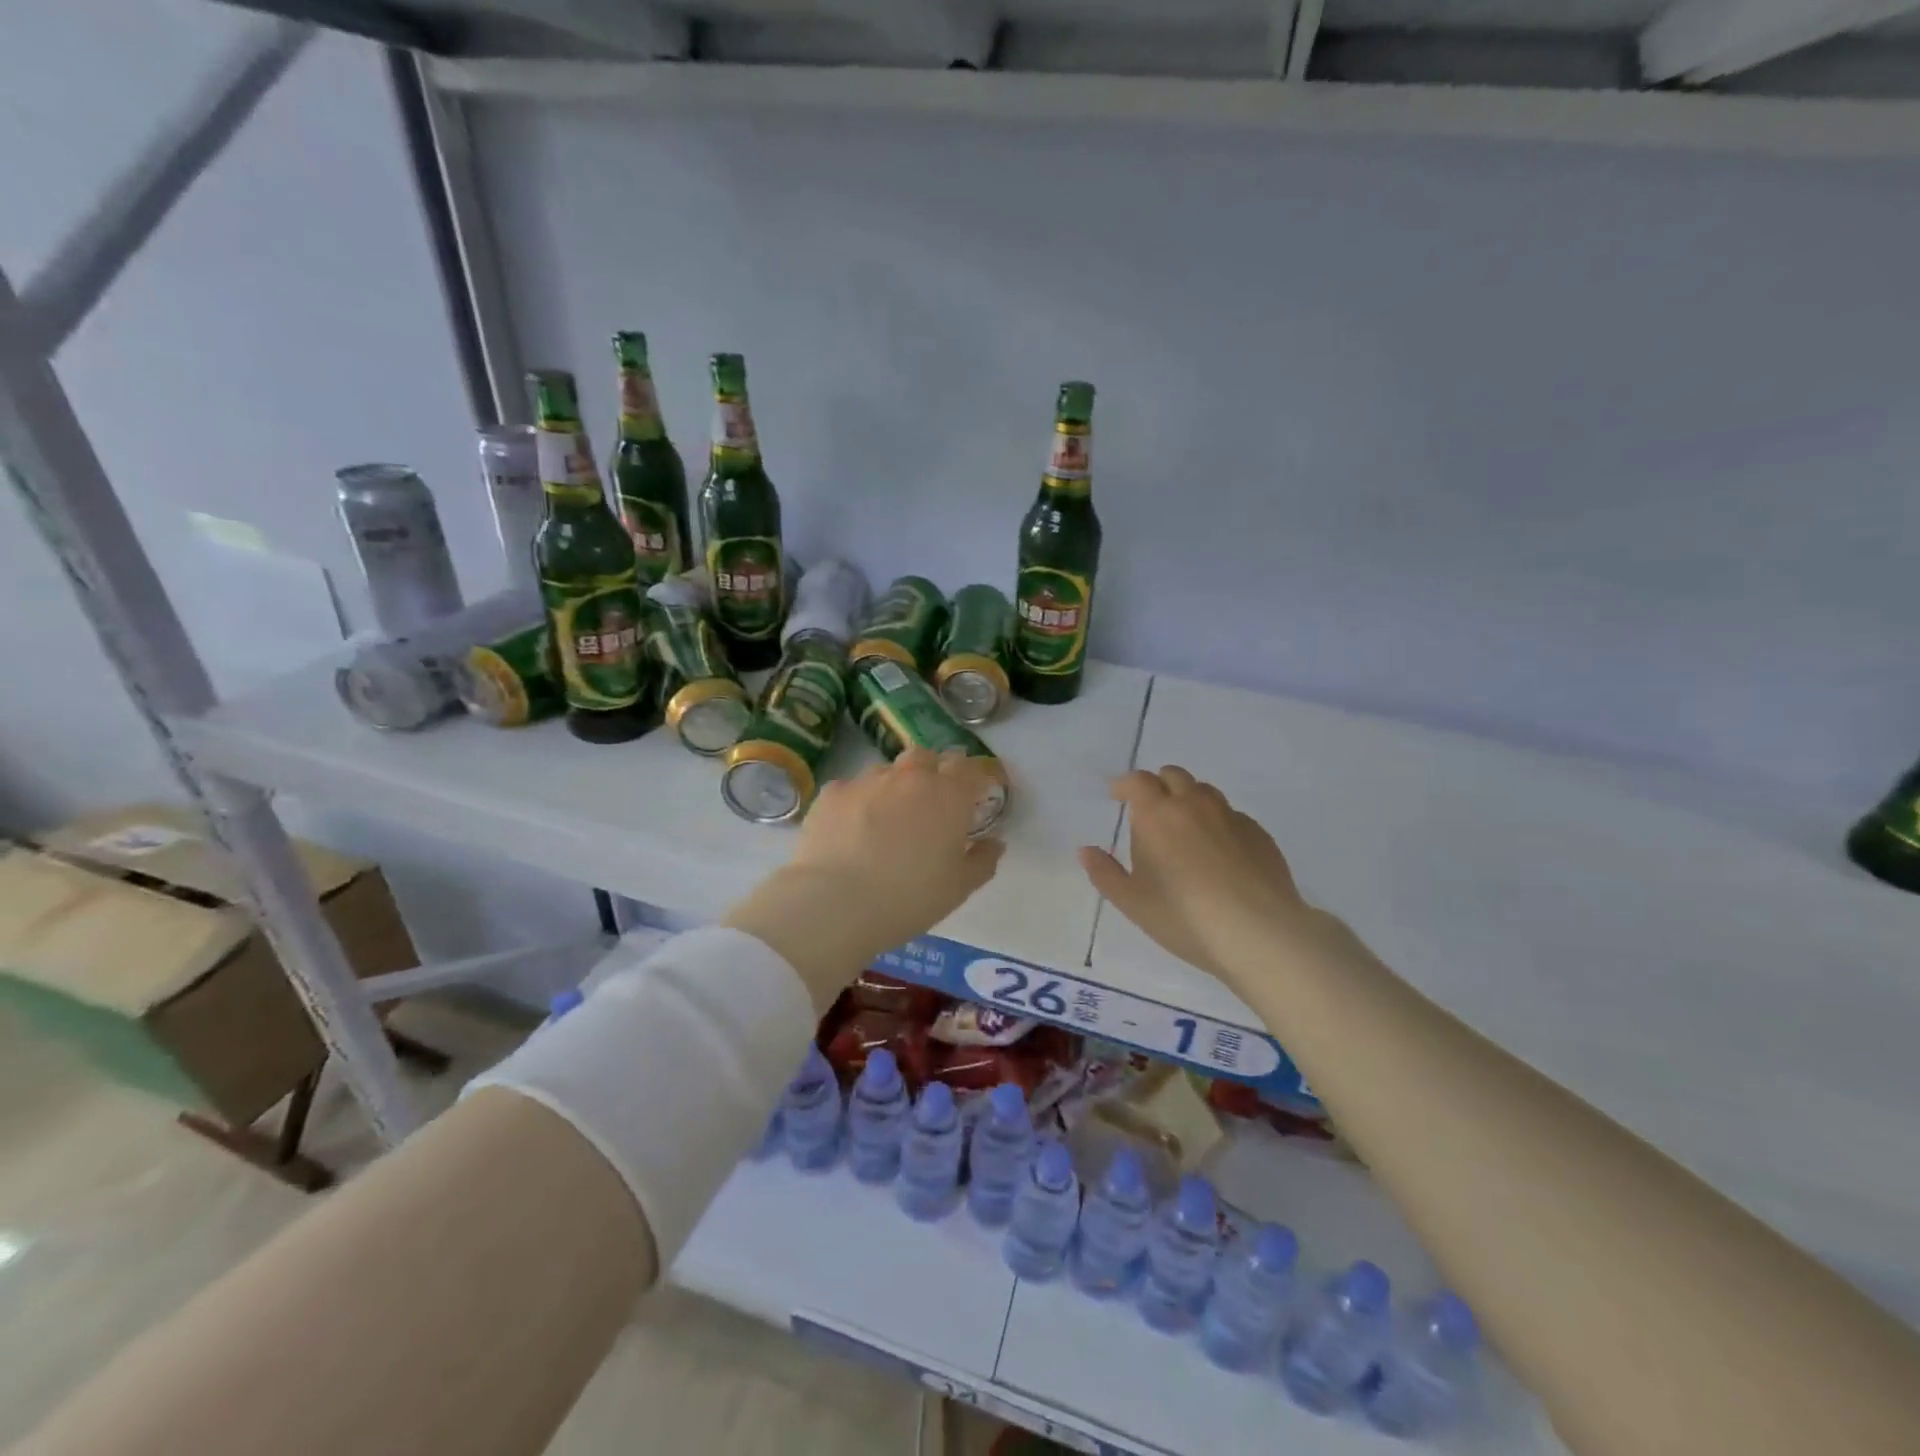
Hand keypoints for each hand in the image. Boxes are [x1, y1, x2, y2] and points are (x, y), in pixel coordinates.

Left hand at [725, 749, 1004, 1009]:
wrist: (836, 903)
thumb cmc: (909, 898)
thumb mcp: (958, 888)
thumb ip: (982, 860)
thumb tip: (994, 842)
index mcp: (949, 795)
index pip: (971, 768)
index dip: (977, 778)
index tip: (977, 795)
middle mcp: (910, 777)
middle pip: (927, 757)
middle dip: (934, 772)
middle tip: (932, 803)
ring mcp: (868, 780)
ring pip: (888, 770)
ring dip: (895, 785)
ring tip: (889, 818)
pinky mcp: (833, 792)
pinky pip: (853, 788)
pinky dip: (860, 802)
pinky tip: (852, 829)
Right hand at [1078, 766, 1308, 980]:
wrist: (1259, 933)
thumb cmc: (1184, 916)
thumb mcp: (1132, 902)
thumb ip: (1105, 873)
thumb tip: (1086, 850)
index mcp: (1157, 814)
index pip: (1137, 781)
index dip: (1124, 784)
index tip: (1116, 795)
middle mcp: (1194, 804)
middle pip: (1174, 776)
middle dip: (1158, 785)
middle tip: (1150, 809)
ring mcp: (1231, 817)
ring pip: (1206, 792)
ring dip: (1189, 800)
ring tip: (1184, 828)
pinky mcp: (1260, 835)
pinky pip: (1232, 816)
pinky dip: (1218, 823)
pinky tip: (1219, 853)